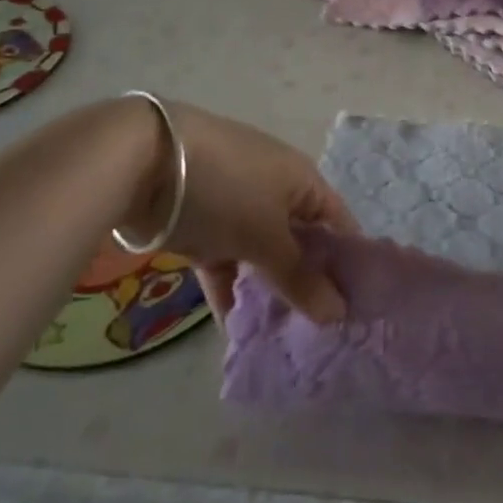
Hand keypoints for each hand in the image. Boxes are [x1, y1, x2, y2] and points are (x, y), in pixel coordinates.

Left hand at [122, 101, 358, 323]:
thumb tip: (339, 314)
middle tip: (320, 335)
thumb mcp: (266, 236)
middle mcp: (275, 191)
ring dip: (268, 293)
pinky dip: (230, 292)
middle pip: (301, 242)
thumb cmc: (226, 190)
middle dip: (308, 285)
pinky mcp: (202, 224)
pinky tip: (236, 333)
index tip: (358, 311)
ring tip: (281, 341)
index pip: (339, 224)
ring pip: (262, 256)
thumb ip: (300, 278)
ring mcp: (236, 206)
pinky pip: (226, 263)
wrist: (144, 161)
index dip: (350, 264)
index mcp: (302, 181)